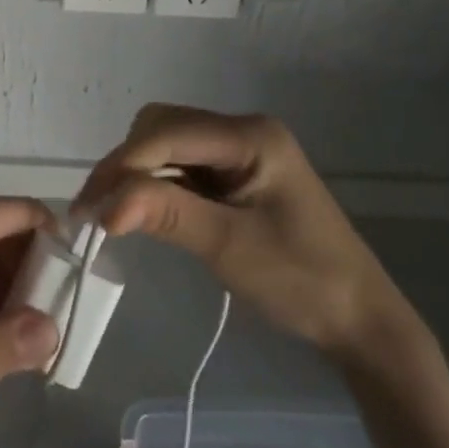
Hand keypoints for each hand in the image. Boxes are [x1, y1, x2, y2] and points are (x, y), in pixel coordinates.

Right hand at [74, 104, 414, 363]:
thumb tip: (103, 206)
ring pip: (165, 142)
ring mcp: (238, 150)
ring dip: (136, 173)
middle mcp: (242, 130)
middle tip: (99, 210)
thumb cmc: (302, 281)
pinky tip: (143, 210)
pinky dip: (155, 183)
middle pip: (161, 127)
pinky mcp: (234, 172)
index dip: (124, 165)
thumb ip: (166, 214)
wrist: (359, 320)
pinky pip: (180, 163)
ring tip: (113, 213)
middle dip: (126, 164)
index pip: (168, 133)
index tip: (89, 207)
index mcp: (251, 136)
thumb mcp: (229, 247)